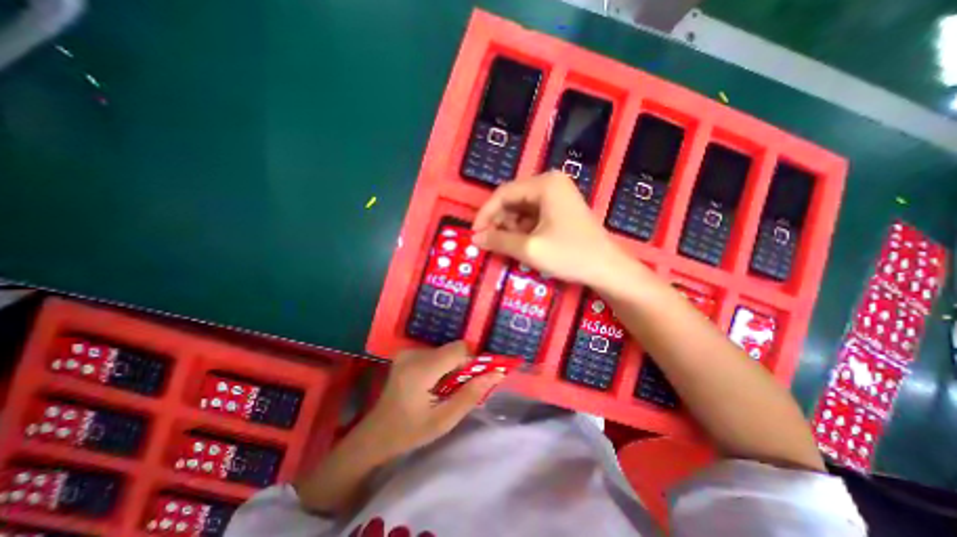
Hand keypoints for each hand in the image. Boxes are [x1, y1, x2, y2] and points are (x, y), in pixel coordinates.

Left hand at [360, 341, 508, 458]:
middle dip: (463, 367)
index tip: (475, 380)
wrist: (376, 435)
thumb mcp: (444, 421)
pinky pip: (436, 353)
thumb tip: (497, 374)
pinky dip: (443, 366)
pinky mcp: (407, 353)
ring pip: (446, 351)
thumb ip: (471, 395)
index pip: (459, 349)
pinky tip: (436, 385)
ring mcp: (408, 351)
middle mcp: (413, 353)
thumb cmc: (409, 432)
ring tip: (446, 390)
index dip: (472, 362)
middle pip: (453, 350)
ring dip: (453, 367)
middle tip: (460, 390)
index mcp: (421, 369)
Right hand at [471, 172, 632, 287]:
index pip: (503, 193)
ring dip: (510, 227)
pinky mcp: (561, 209)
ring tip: (506, 245)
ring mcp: (558, 195)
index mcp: (544, 184)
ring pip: (521, 208)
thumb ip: (499, 240)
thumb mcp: (529, 248)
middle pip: (512, 199)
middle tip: (489, 242)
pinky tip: (521, 243)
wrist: (607, 269)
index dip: (485, 214)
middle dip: (498, 221)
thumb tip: (475, 238)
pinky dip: (523, 229)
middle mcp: (551, 183)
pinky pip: (533, 215)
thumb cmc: (570, 255)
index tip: (475, 234)